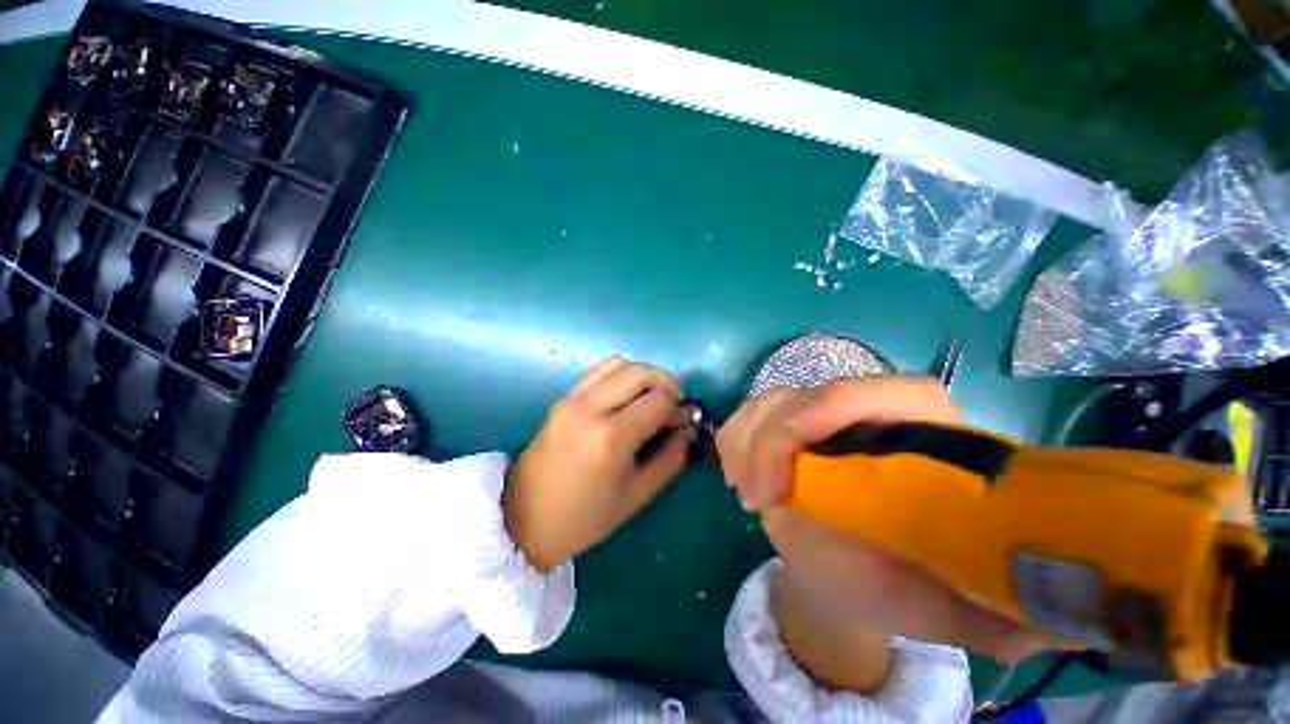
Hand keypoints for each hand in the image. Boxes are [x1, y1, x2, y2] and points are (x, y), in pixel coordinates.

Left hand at [504, 357, 692, 570]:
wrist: (523, 518)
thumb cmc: (584, 517)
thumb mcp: (636, 496)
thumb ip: (670, 459)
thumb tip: (689, 431)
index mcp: (612, 436)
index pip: (659, 400)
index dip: (679, 408)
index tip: (685, 421)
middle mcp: (592, 407)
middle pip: (641, 373)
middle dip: (666, 383)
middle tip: (675, 404)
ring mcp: (573, 398)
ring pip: (619, 364)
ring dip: (644, 375)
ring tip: (652, 397)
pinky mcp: (563, 398)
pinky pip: (599, 371)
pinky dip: (621, 375)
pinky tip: (626, 396)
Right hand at [717, 376, 1049, 690]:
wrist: (855, 573)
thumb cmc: (905, 588)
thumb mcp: (949, 609)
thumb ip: (996, 611)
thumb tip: (1046, 616)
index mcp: (932, 441)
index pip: (893, 393)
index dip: (833, 412)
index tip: (791, 476)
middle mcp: (876, 415)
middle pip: (815, 394)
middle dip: (772, 440)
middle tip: (755, 500)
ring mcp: (827, 416)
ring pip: (776, 399)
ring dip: (747, 439)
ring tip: (743, 490)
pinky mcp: (792, 423)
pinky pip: (753, 412)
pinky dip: (735, 436)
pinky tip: (733, 470)